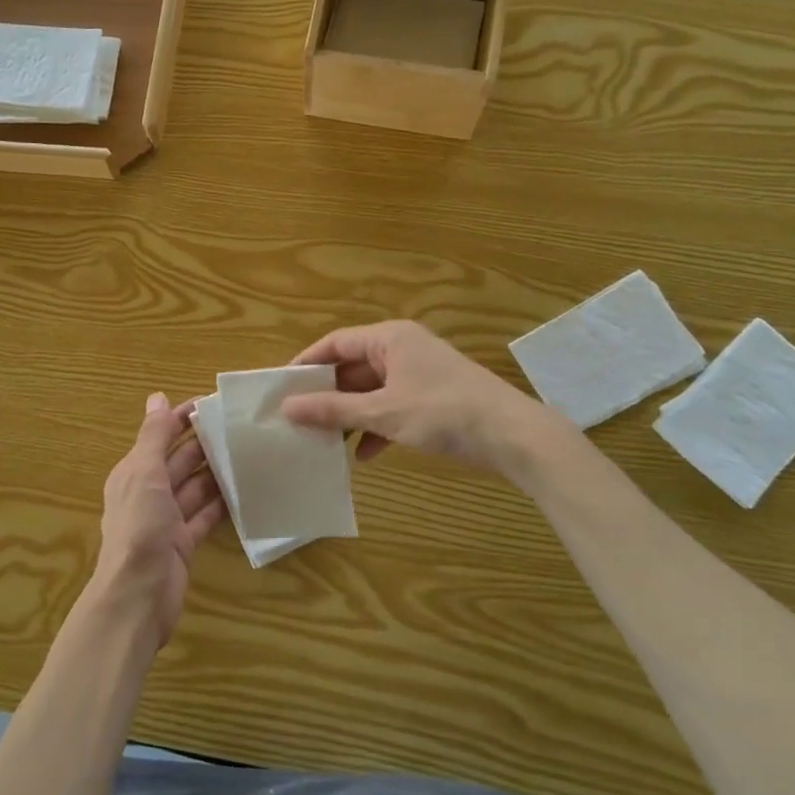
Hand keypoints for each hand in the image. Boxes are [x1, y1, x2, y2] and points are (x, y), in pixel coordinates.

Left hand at [92, 393, 225, 647]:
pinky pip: (205, 516)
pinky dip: (221, 504)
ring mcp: (166, 520)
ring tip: (248, 454)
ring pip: (195, 488)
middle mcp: (148, 492)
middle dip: (204, 444)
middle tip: (240, 427)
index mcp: (134, 472)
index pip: (160, 436)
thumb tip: (157, 397)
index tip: (213, 403)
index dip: (182, 419)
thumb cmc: (139, 527)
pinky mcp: (183, 543)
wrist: (138, 595)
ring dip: (216, 473)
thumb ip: (153, 436)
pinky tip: (245, 492)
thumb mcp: (144, 473)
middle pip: (179, 461)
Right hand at [280, 321, 538, 473]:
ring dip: (349, 415)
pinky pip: (391, 408)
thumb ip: (333, 410)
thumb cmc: (444, 412)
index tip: (281, 388)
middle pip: (352, 368)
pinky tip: (363, 456)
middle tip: (297, 419)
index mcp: (390, 339)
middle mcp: (402, 350)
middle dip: (327, 396)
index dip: (306, 364)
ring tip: (323, 441)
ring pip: (371, 391)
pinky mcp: (431, 400)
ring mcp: (418, 375)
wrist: (514, 437)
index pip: (335, 343)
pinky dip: (375, 428)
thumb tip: (287, 407)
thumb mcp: (383, 412)